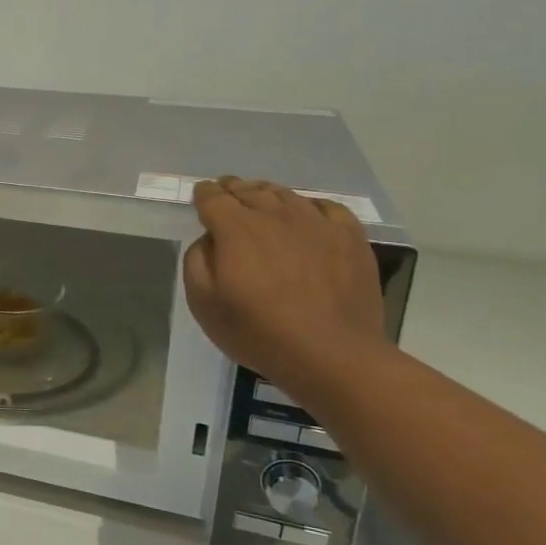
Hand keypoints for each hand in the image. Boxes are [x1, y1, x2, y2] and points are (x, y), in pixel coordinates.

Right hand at [182, 176, 386, 389]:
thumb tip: (209, 239)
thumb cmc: (258, 332)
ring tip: (261, 200)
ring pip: (285, 195)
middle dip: (233, 189)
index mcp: (236, 228)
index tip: (201, 196)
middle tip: (227, 193)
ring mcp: (316, 223)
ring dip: (266, 194)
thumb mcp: (204, 303)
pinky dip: (309, 205)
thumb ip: (197, 260)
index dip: (204, 194)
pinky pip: (326, 206)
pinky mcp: (349, 236)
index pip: (213, 198)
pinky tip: (306, 216)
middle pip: (248, 190)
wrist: (332, 355)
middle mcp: (275, 215)